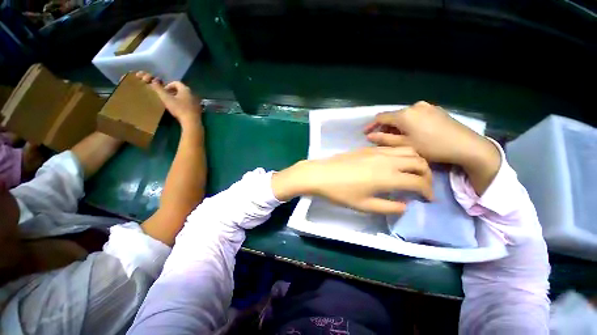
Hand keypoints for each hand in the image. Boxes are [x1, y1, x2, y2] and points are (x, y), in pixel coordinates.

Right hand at [135, 71, 201, 124]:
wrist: (192, 121)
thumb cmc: (179, 109)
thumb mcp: (166, 98)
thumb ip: (159, 89)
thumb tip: (153, 81)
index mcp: (185, 89)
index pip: (176, 83)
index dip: (168, 85)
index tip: (163, 92)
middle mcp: (192, 93)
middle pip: (181, 89)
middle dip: (173, 91)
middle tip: (167, 97)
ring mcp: (197, 101)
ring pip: (186, 96)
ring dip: (179, 98)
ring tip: (173, 103)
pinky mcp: (198, 108)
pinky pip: (190, 103)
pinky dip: (184, 103)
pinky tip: (180, 109)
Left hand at [272, 147, 433, 213]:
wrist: (321, 174)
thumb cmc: (340, 192)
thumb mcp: (364, 205)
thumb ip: (388, 207)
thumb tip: (405, 205)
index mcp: (388, 177)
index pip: (419, 182)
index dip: (428, 192)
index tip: (428, 199)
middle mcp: (387, 160)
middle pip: (419, 162)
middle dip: (427, 175)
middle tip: (423, 186)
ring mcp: (378, 151)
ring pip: (409, 151)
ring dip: (417, 162)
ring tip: (413, 173)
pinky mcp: (369, 148)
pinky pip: (393, 147)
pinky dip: (403, 154)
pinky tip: (396, 163)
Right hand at [364, 101, 500, 193]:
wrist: (466, 146)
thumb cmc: (431, 147)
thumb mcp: (404, 145)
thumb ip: (384, 139)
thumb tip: (369, 136)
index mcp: (405, 114)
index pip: (381, 117)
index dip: (371, 125)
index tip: (365, 133)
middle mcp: (414, 106)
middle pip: (393, 116)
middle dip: (384, 127)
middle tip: (381, 139)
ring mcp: (426, 106)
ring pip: (404, 116)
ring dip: (396, 125)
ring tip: (395, 137)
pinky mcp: (435, 109)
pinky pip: (415, 115)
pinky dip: (408, 123)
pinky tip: (411, 132)